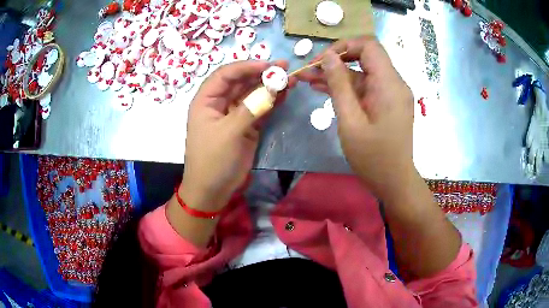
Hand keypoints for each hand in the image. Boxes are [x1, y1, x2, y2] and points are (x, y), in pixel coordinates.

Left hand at [181, 60, 293, 210]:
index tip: (268, 65)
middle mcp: (220, 103)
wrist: (213, 189)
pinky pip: (260, 108)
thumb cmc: (213, 160)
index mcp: (206, 100)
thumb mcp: (229, 133)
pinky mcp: (246, 125)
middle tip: (285, 68)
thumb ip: (250, 109)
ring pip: (253, 94)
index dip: (246, 66)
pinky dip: (272, 101)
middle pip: (241, 81)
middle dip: (262, 74)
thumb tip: (271, 90)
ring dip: (270, 86)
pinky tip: (285, 94)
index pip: (226, 74)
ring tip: (291, 80)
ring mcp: (234, 114)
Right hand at [298, 37, 414, 197]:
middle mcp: (394, 83)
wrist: (394, 182)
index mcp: (389, 84)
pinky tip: (324, 89)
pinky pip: (366, 87)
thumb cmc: (373, 157)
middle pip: (365, 57)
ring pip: (362, 73)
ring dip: (337, 75)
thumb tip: (328, 56)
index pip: (369, 45)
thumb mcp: (350, 121)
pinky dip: (347, 87)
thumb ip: (339, 85)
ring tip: (309, 79)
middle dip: (336, 60)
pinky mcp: (387, 103)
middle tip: (310, 70)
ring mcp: (391, 93)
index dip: (344, 46)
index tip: (322, 60)